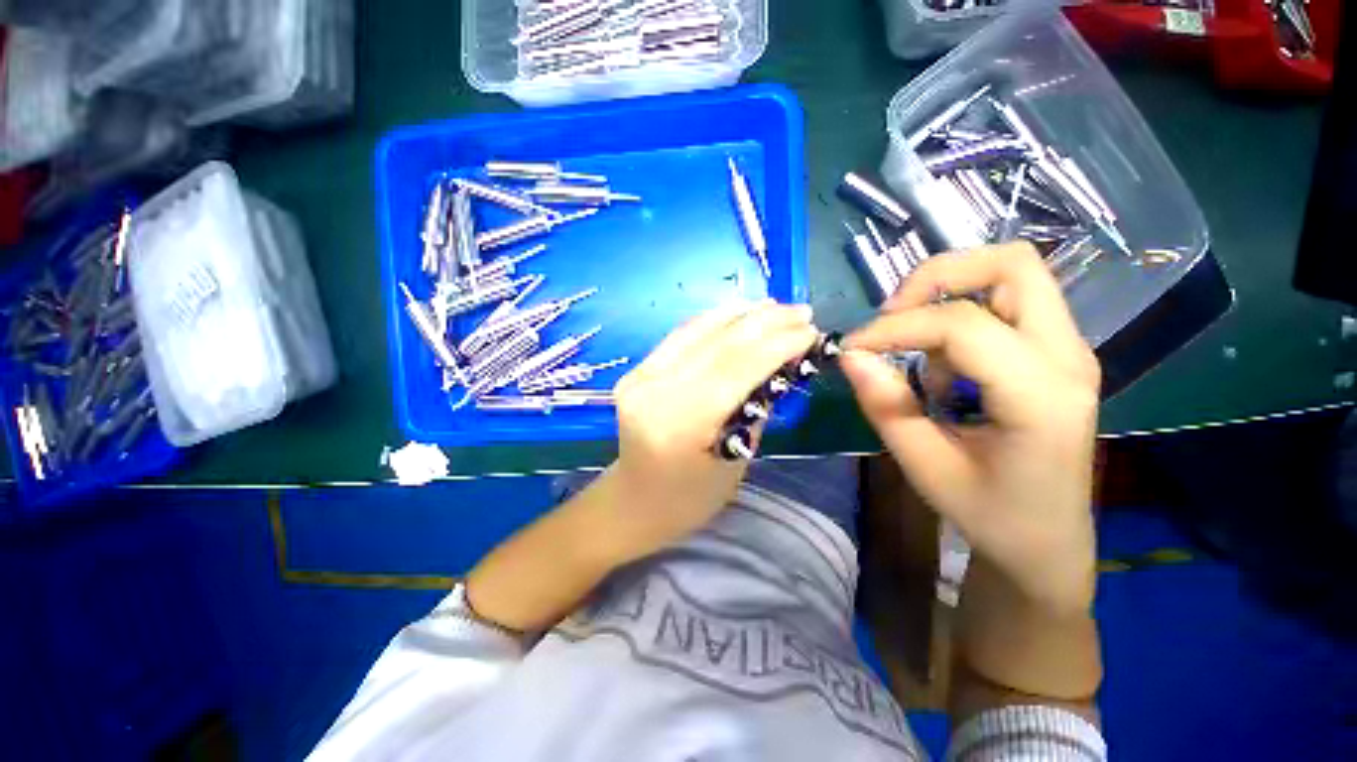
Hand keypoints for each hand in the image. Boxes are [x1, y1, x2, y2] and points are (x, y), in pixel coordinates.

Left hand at [603, 300, 817, 560]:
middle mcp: (653, 392)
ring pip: (697, 332)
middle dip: (765, 324)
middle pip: (717, 346)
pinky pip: (681, 337)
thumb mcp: (736, 459)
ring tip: (775, 306)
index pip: (734, 370)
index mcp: (678, 425)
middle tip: (802, 311)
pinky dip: (713, 320)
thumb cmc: (691, 496)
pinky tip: (738, 311)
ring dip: (741, 315)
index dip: (776, 345)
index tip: (811, 331)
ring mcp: (639, 377)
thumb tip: (781, 362)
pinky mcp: (636, 370)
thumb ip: (756, 407)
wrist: (636, 499)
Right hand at [842, 243, 1100, 615]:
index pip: (963, 325)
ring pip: (1013, 273)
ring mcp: (1069, 350)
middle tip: (892, 314)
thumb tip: (850, 356)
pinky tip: (942, 367)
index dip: (896, 327)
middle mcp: (1067, 358)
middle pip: (1012, 263)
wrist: (1047, 542)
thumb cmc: (989, 513)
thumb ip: (885, 405)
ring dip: (949, 292)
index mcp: (1041, 397)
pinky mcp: (1055, 352)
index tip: (853, 347)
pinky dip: (961, 314)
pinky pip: (1007, 302)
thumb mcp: (924, 466)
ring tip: (914, 344)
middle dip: (936, 276)